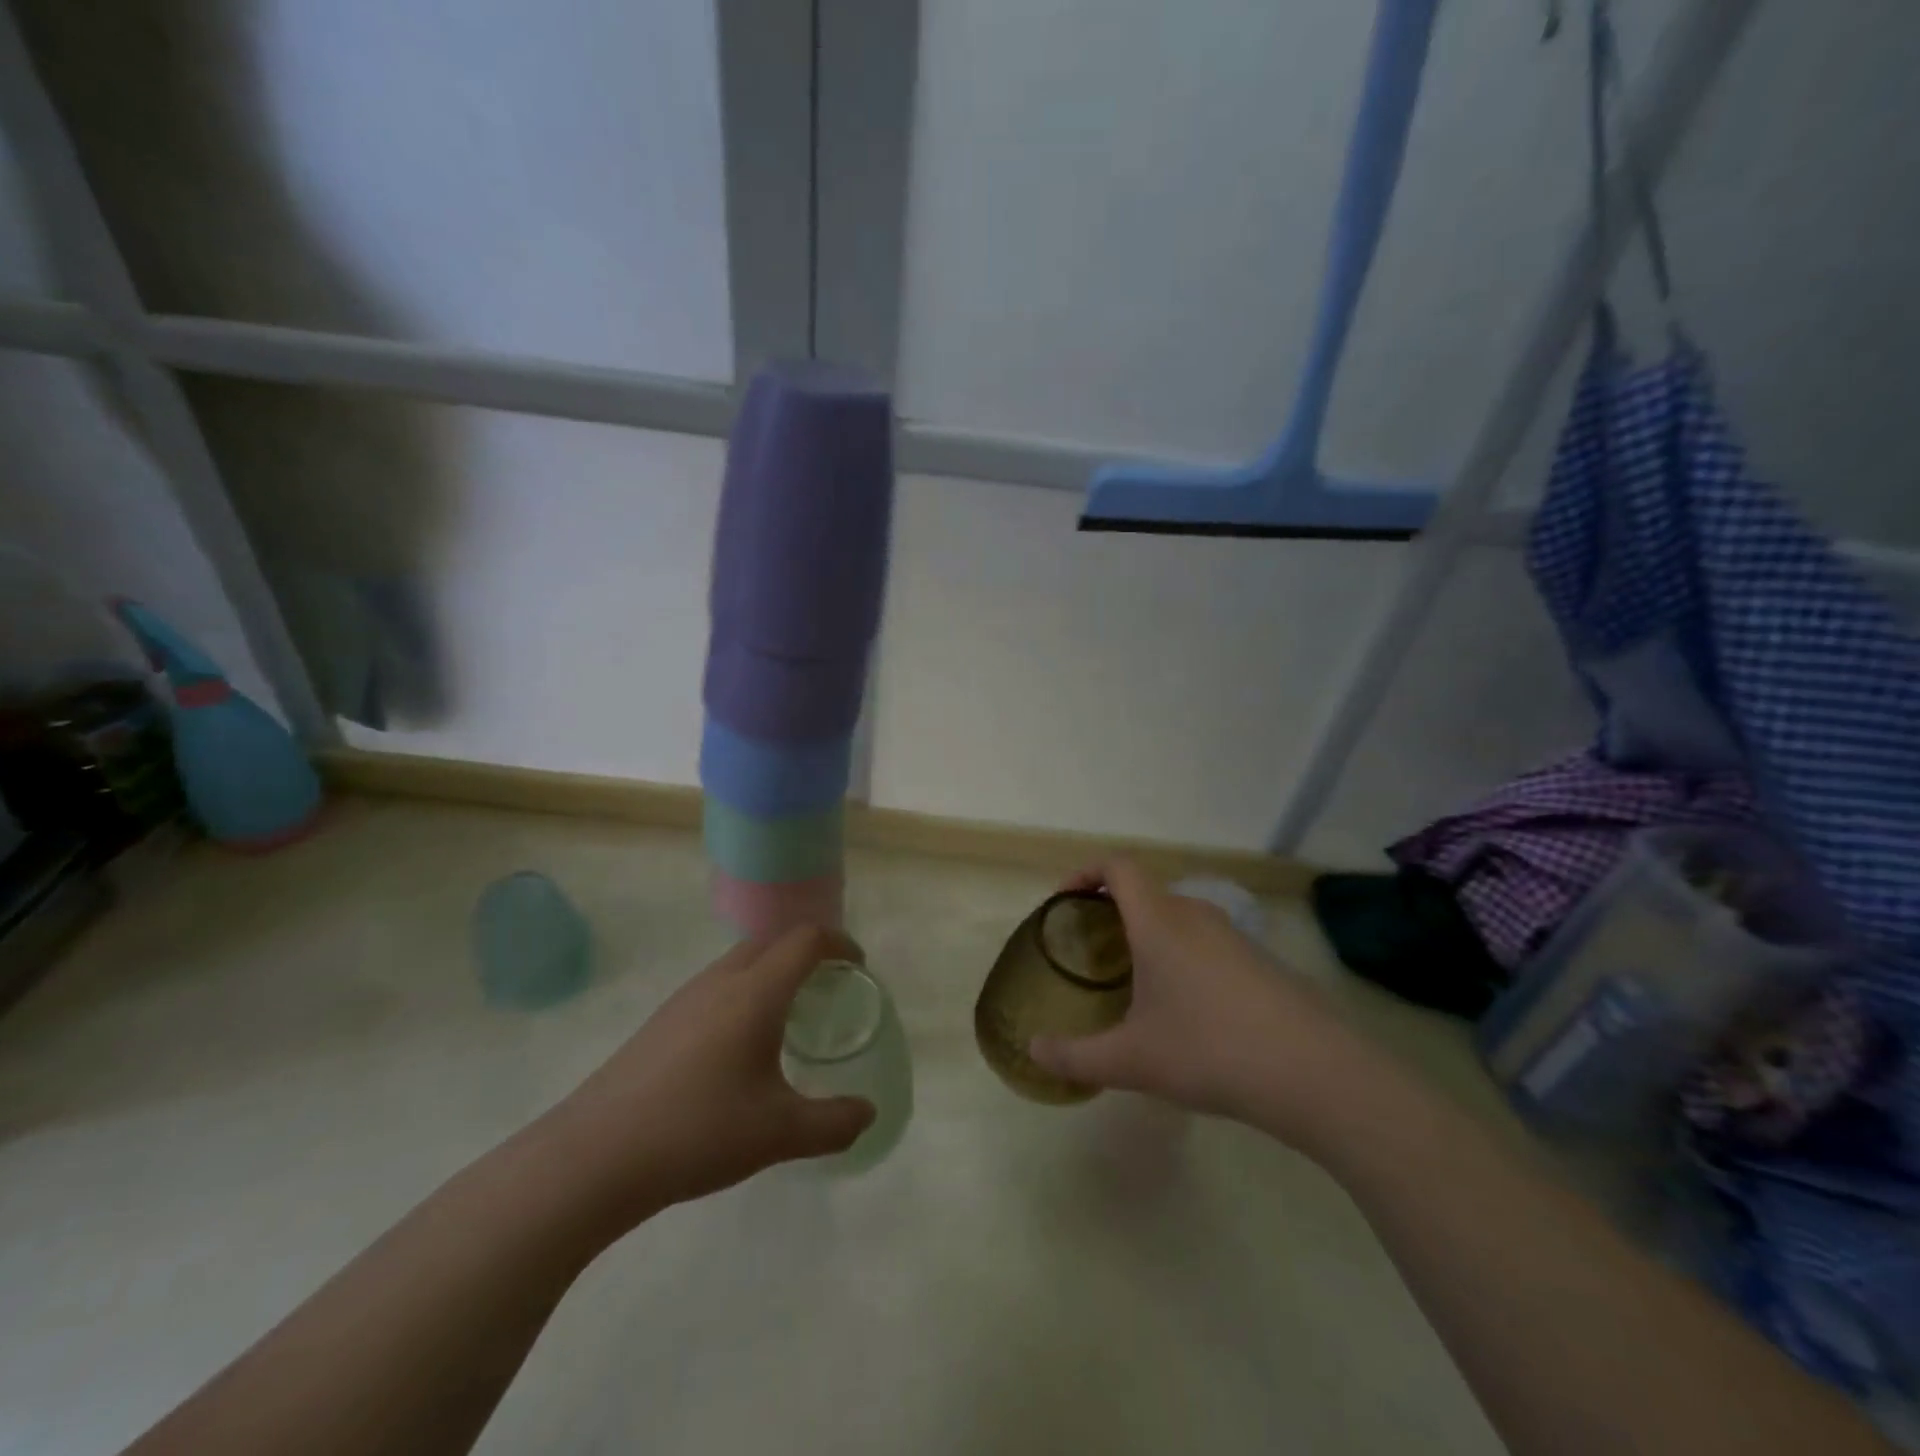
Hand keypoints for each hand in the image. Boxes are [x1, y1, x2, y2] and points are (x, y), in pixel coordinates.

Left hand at [541, 926, 875, 1232]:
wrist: (594, 1157)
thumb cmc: (698, 1131)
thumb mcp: (779, 1133)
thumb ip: (833, 1122)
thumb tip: (867, 1114)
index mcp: (756, 991)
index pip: (806, 939)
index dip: (839, 943)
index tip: (858, 967)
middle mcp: (721, 980)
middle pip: (772, 940)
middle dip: (806, 951)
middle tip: (828, 986)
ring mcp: (685, 998)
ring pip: (740, 961)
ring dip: (771, 970)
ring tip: (788, 1014)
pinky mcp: (660, 1022)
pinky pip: (716, 985)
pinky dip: (743, 992)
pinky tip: (739, 1045)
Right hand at [1028, 860, 1378, 1146]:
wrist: (1315, 1073)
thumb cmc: (1209, 1050)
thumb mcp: (1131, 1061)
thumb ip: (1075, 1056)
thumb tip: (1034, 1052)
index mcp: (1159, 921)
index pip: (1118, 867)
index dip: (1086, 872)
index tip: (1065, 900)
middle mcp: (1195, 915)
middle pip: (1147, 891)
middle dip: (1114, 911)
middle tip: (1093, 951)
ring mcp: (1234, 936)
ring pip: (1179, 917)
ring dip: (1151, 935)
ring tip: (1136, 983)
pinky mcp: (1261, 961)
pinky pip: (1207, 942)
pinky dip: (1183, 956)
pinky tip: (1187, 1009)